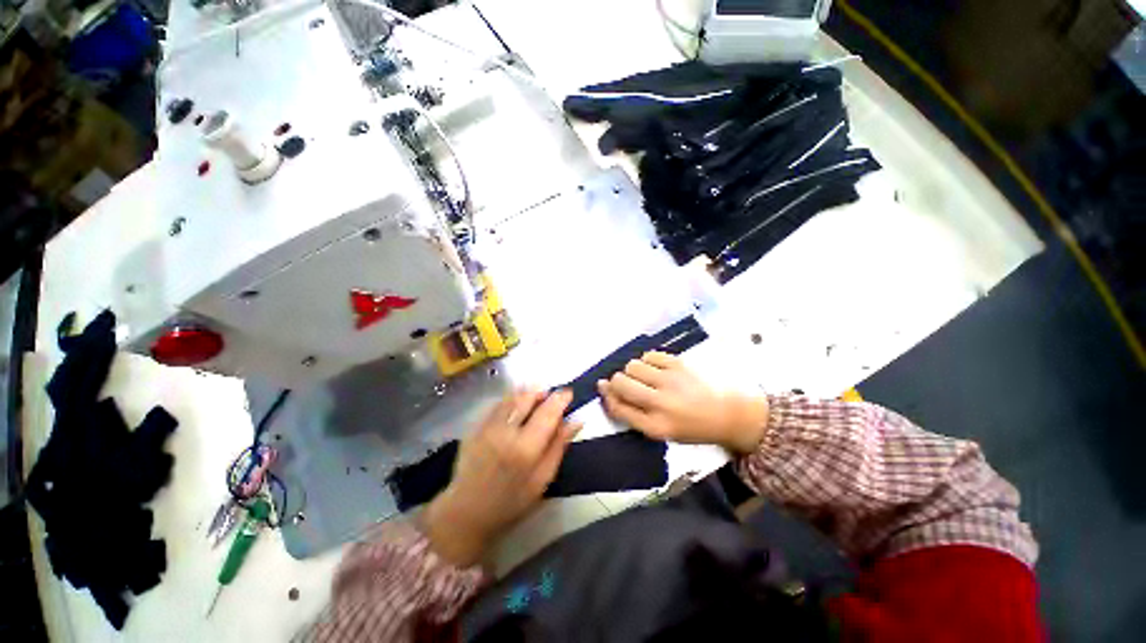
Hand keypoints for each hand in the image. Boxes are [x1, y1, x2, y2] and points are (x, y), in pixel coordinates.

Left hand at [421, 389, 579, 566]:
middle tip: (551, 396)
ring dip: (527, 393)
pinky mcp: (475, 427)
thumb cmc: (511, 502)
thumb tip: (576, 421)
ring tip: (536, 397)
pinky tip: (516, 406)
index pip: (548, 412)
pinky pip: (498, 404)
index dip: (560, 399)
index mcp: (525, 448)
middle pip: (527, 397)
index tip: (568, 393)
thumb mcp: (542, 480)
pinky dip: (511, 400)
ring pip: (512, 397)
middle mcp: (505, 431)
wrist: (466, 513)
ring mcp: (487, 427)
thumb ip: (559, 446)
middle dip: (542, 392)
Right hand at [597, 351, 768, 454]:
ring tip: (645, 376)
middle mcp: (660, 404)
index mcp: (656, 427)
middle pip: (621, 383)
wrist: (732, 414)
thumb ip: (635, 414)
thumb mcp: (663, 430)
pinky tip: (657, 369)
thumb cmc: (694, 426)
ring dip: (632, 370)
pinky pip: (649, 356)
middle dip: (616, 381)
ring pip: (632, 366)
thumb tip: (609, 390)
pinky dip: (647, 361)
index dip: (607, 397)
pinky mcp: (679, 364)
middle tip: (625, 382)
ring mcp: (670, 381)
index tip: (604, 388)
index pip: (618, 408)